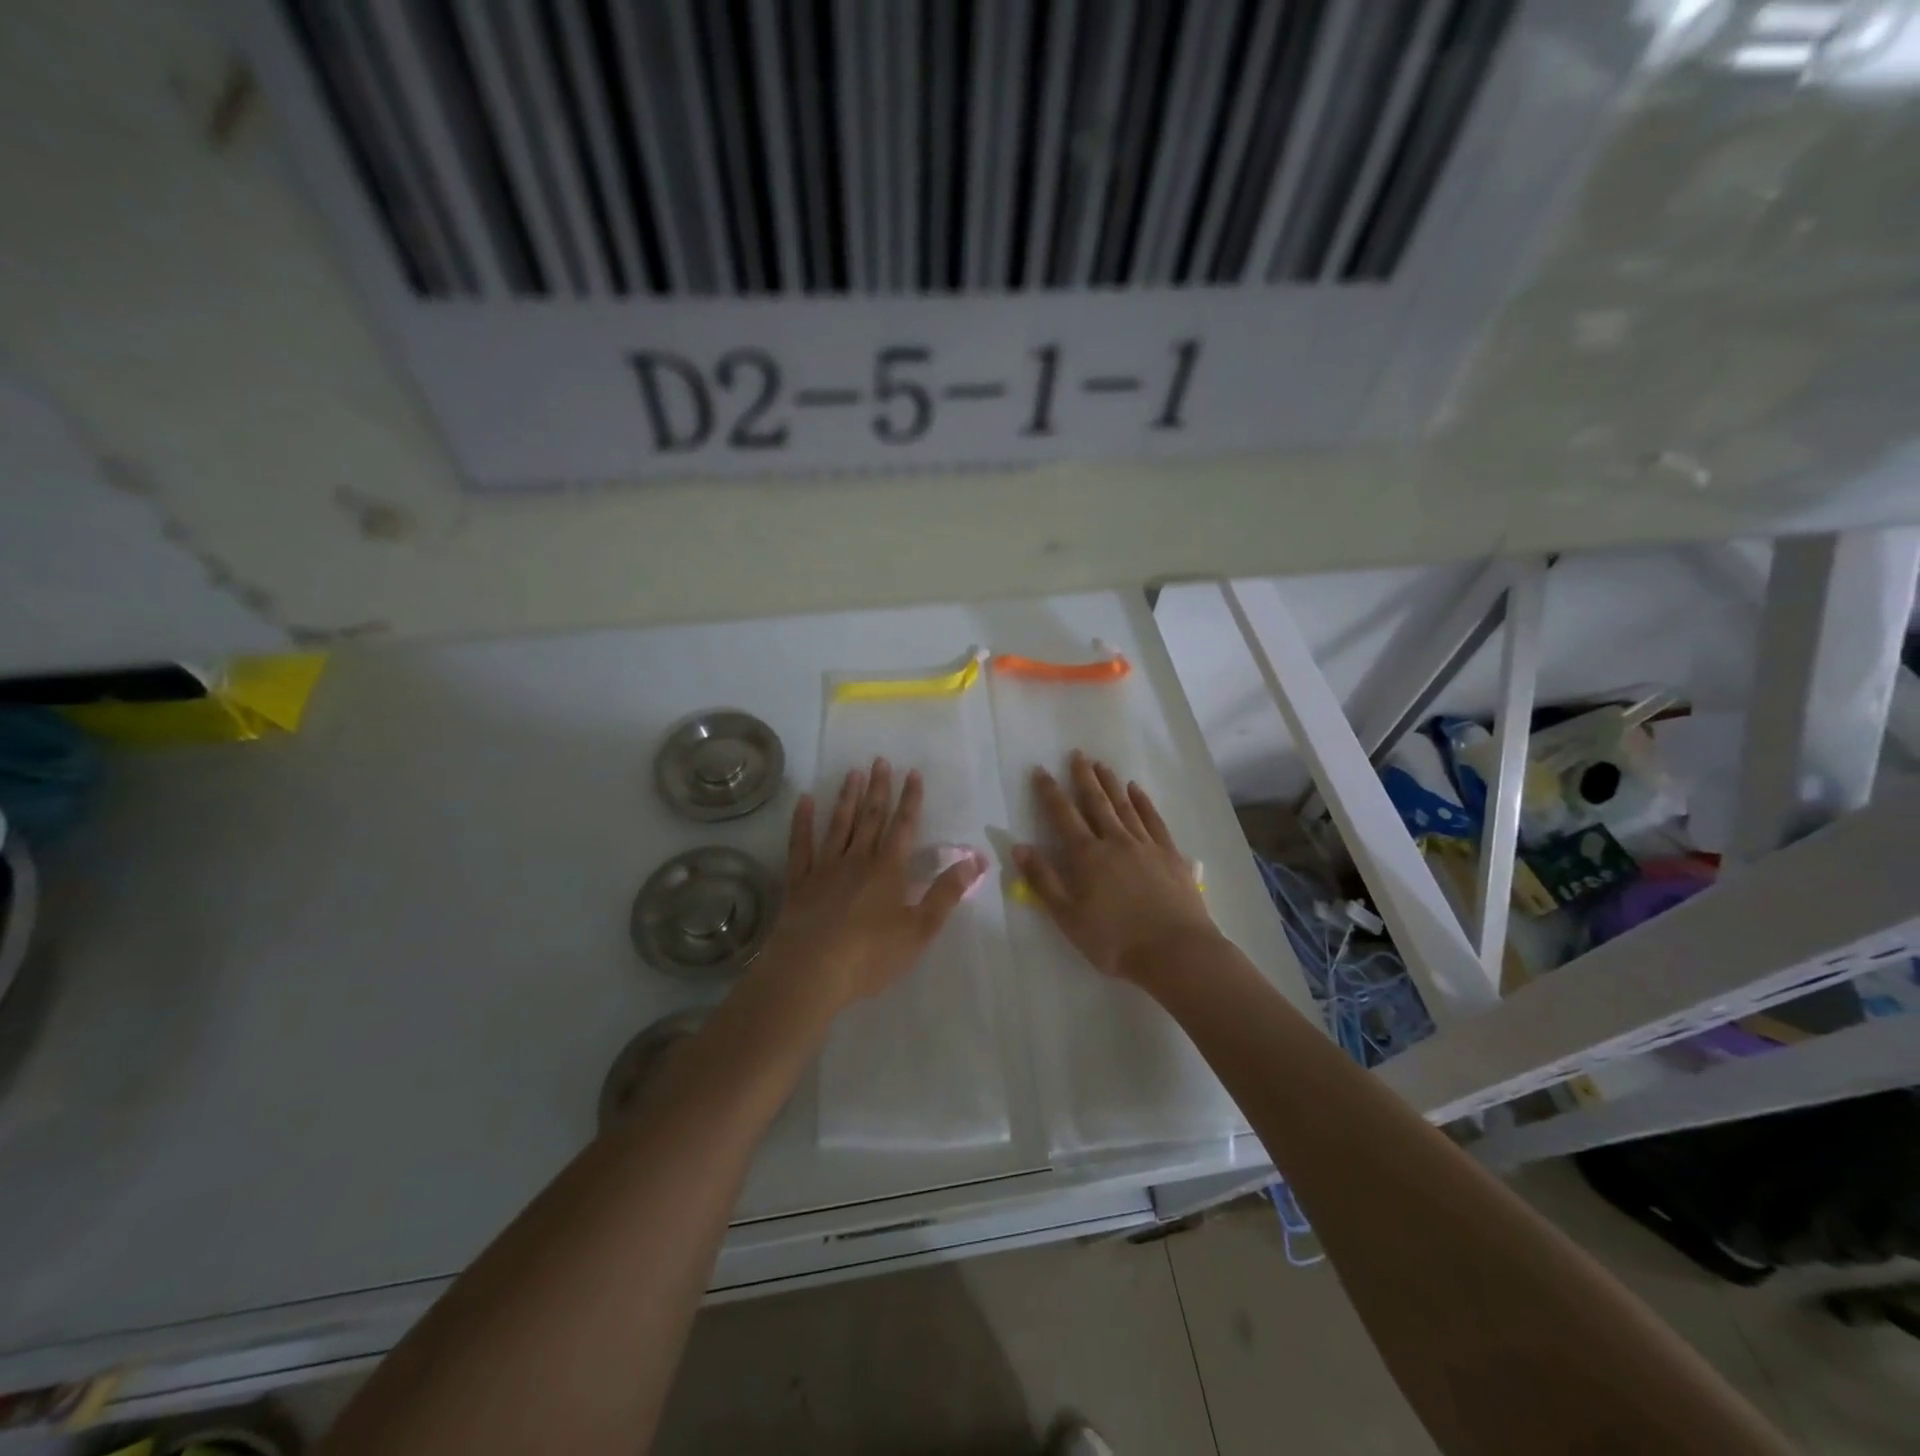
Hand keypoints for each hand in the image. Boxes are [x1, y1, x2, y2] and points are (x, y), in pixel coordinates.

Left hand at [762, 758, 983, 1011]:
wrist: (811, 972)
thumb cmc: (871, 955)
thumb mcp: (919, 929)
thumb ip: (946, 893)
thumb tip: (976, 860)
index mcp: (888, 870)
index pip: (903, 826)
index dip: (911, 800)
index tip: (913, 773)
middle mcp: (857, 860)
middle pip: (871, 818)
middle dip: (879, 789)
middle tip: (881, 761)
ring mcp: (824, 868)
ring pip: (839, 825)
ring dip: (847, 798)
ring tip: (853, 773)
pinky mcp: (798, 883)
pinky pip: (800, 845)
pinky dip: (802, 822)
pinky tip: (804, 802)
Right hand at [1013, 751, 1218, 984]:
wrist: (1175, 952)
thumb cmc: (1114, 941)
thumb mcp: (1068, 917)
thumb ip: (1043, 880)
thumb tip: (1020, 846)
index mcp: (1087, 856)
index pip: (1063, 816)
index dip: (1050, 792)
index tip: (1041, 770)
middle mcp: (1115, 841)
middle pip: (1096, 803)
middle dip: (1083, 777)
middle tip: (1077, 754)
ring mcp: (1145, 845)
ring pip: (1124, 806)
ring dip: (1111, 784)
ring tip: (1102, 765)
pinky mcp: (1170, 854)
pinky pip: (1153, 820)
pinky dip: (1144, 802)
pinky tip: (1137, 790)